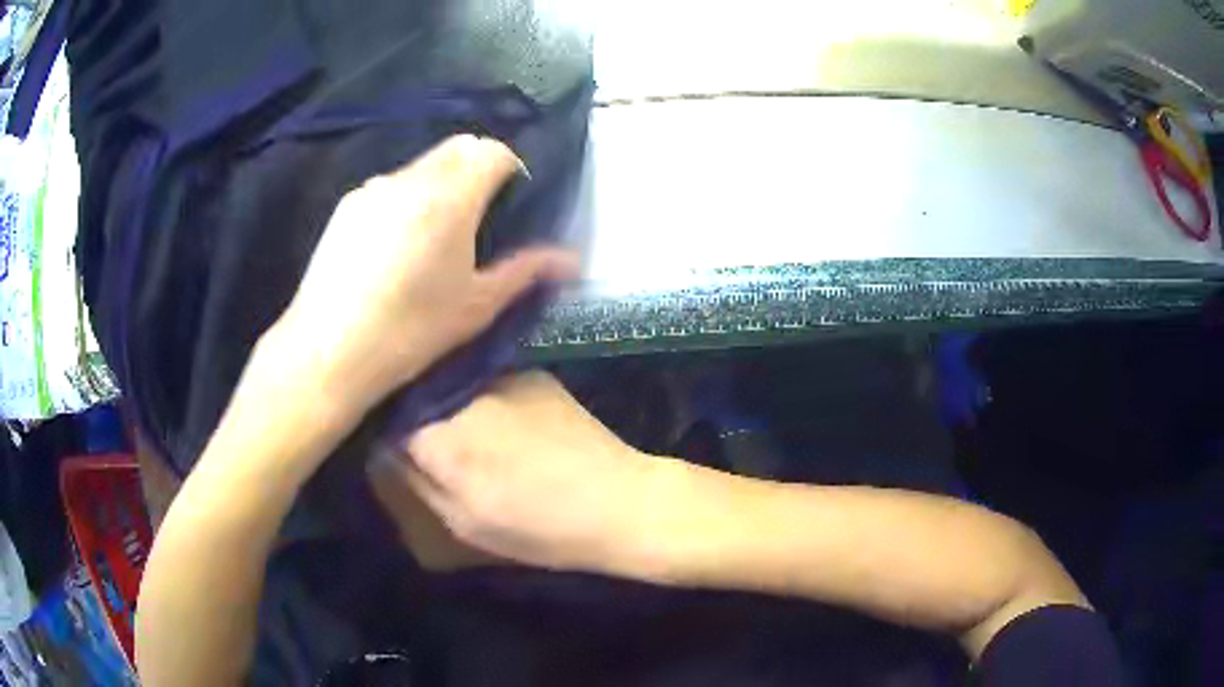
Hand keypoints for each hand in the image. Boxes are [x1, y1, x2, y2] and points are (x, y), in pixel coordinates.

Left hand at [267, 135, 577, 421]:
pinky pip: (391, 185)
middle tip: (480, 216)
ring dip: (441, 182)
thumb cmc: (410, 332)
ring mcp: (374, 189)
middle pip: (458, 148)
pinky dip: (407, 197)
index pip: (492, 151)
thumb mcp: (476, 306)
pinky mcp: (347, 206)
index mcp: (450, 198)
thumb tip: (570, 259)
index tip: (512, 202)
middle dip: (478, 167)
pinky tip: (395, 246)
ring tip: (434, 235)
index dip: (510, 168)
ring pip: (422, 164)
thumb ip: (526, 271)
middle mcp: (411, 179)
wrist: (328, 352)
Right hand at [372, 372, 674, 576]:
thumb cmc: (538, 527)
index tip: (394, 447)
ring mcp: (500, 375)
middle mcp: (463, 393)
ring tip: (471, 437)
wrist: (619, 501)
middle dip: (416, 415)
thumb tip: (389, 445)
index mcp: (439, 436)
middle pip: (418, 393)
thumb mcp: (463, 521)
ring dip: (448, 405)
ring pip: (451, 384)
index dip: (386, 431)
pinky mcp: (530, 372)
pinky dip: (480, 399)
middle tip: (432, 446)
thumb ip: (417, 478)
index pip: (387, 418)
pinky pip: (485, 381)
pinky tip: (503, 426)